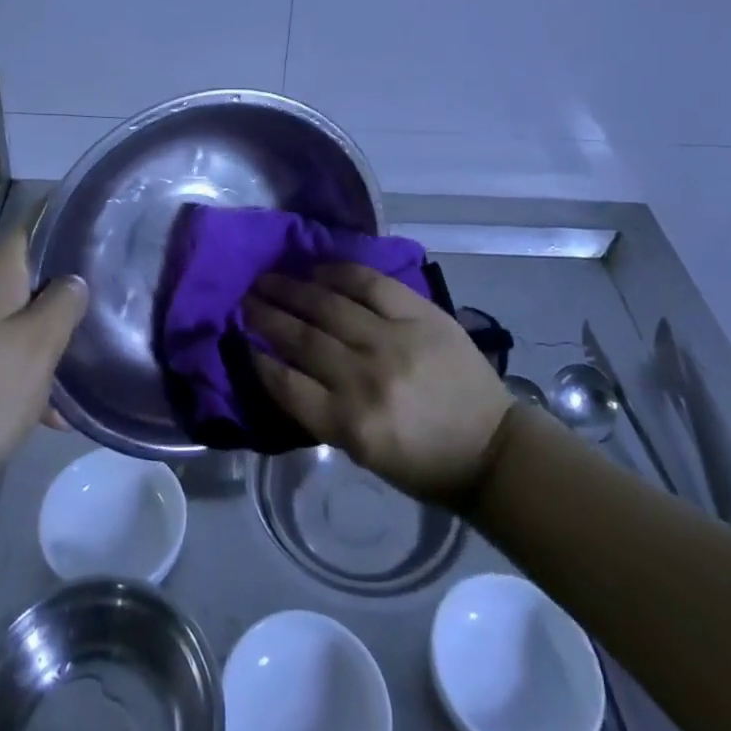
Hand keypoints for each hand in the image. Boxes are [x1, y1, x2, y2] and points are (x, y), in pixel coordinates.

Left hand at [0, 229, 86, 498]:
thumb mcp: (40, 346)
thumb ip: (64, 303)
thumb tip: (71, 281)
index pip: (32, 228)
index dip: (66, 229)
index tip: (102, 242)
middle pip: (23, 279)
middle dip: (59, 299)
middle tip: (99, 319)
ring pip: (9, 320)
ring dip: (41, 343)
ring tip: (76, 379)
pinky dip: (16, 371)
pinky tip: (45, 413)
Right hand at [245, 265, 513, 507]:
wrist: (490, 447)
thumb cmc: (422, 462)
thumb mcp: (361, 453)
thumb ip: (320, 411)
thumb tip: (281, 366)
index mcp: (350, 424)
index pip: (286, 383)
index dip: (256, 357)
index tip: (239, 338)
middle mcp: (366, 379)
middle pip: (301, 338)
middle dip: (266, 315)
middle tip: (244, 298)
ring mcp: (394, 341)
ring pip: (328, 306)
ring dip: (291, 289)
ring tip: (268, 278)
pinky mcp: (420, 315)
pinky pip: (370, 284)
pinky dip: (339, 273)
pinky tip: (317, 269)